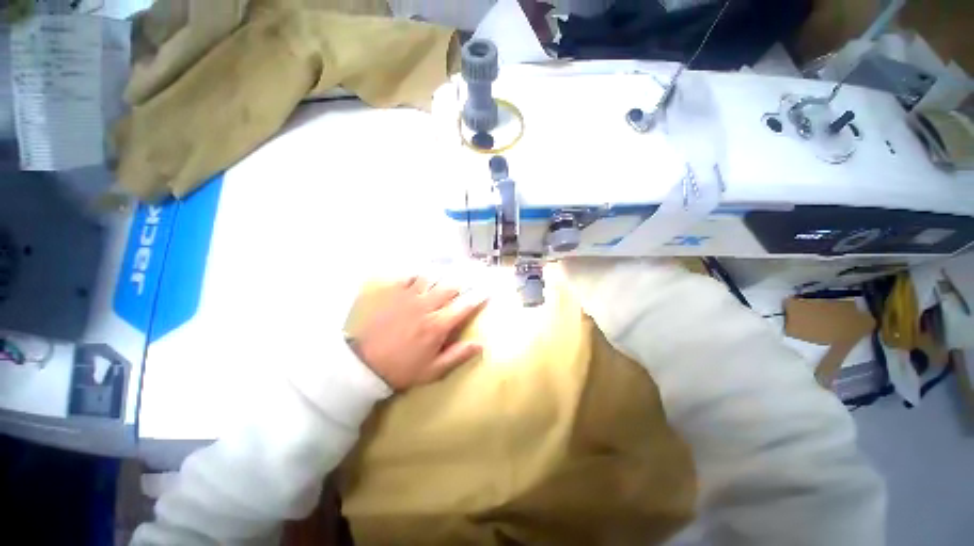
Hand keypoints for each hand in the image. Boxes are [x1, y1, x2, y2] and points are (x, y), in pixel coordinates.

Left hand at [350, 277, 486, 389]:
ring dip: (443, 275)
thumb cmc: (402, 369)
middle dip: (464, 282)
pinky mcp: (393, 294)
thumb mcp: (433, 370)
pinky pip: (409, 277)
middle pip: (450, 287)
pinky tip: (422, 274)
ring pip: (432, 278)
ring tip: (450, 270)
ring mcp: (408, 297)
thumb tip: (480, 345)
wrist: (364, 365)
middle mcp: (426, 306)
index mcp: (438, 325)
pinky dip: (419, 275)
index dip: (478, 297)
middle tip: (471, 276)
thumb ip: (457, 355)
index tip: (488, 291)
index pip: (464, 306)